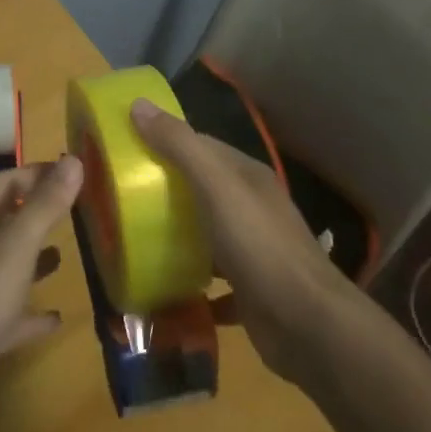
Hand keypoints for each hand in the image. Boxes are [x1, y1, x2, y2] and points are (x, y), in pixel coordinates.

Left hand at [0, 157, 82, 431]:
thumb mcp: (11, 250)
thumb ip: (43, 207)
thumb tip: (73, 159)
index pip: (2, 185)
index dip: (34, 174)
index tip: (70, 171)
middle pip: (3, 225)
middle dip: (34, 214)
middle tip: (75, 210)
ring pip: (6, 270)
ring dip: (32, 260)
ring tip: (66, 254)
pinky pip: (10, 320)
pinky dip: (32, 316)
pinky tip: (57, 319)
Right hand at [129, 98, 357, 385]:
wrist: (309, 327)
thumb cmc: (259, 246)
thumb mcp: (216, 187)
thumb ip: (180, 146)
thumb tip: (138, 104)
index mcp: (246, 176)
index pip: (201, 146)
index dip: (165, 142)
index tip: (128, 149)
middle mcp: (252, 207)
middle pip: (201, 189)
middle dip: (164, 190)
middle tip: (121, 198)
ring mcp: (253, 250)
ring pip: (206, 233)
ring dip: (176, 235)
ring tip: (133, 238)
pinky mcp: (250, 290)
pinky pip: (211, 279)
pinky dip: (189, 280)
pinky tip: (162, 285)